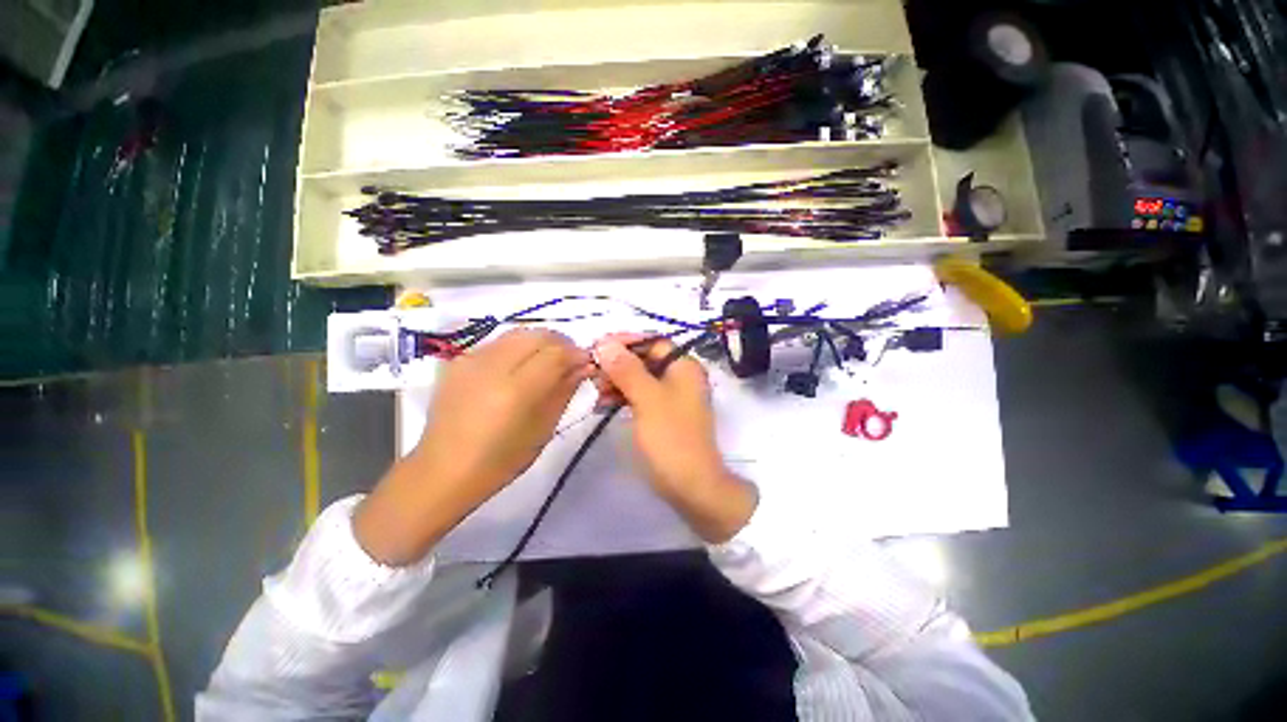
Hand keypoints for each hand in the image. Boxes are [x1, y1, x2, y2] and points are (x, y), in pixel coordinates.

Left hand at [356, 329, 592, 564]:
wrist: (442, 470)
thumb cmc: (501, 460)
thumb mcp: (543, 429)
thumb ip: (565, 391)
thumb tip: (584, 366)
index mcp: (515, 390)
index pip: (556, 353)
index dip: (576, 354)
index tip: (586, 362)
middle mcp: (492, 366)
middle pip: (538, 334)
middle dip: (561, 342)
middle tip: (569, 360)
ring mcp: (471, 359)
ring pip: (518, 332)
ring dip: (540, 341)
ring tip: (547, 360)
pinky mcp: (459, 359)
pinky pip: (499, 341)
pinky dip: (519, 346)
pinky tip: (520, 366)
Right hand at [594, 336, 756, 542]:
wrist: (691, 485)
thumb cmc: (671, 437)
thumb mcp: (647, 399)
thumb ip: (626, 369)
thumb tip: (605, 342)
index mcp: (684, 367)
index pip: (652, 342)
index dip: (625, 342)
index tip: (598, 347)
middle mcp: (680, 377)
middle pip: (644, 360)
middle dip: (617, 364)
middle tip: (593, 372)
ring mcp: (671, 397)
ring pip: (639, 379)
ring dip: (616, 381)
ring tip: (595, 391)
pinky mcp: (662, 414)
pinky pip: (640, 396)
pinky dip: (622, 397)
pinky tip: (603, 404)